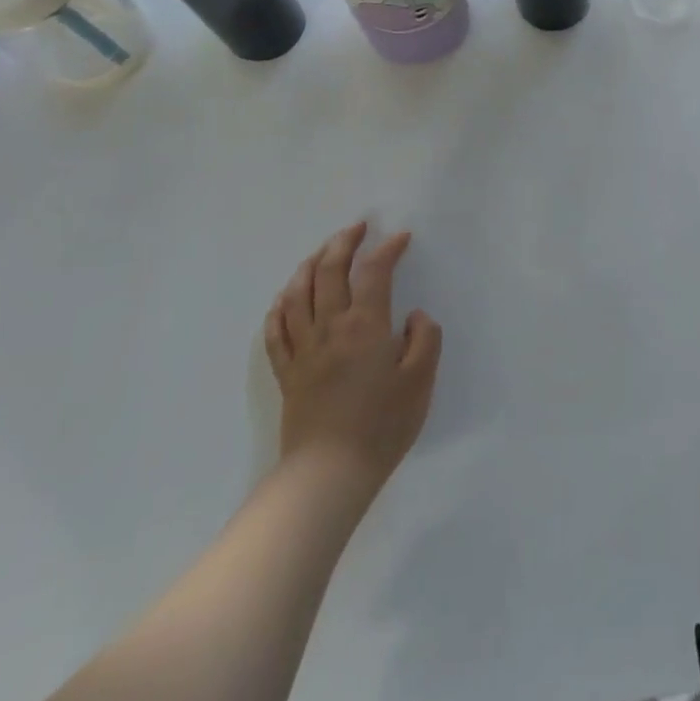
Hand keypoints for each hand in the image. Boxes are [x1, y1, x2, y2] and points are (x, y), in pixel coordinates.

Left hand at [263, 222, 441, 496]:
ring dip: (309, 264)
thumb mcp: (420, 381)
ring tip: (322, 252)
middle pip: (328, 271)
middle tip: (357, 228)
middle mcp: (329, 327)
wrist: (329, 473)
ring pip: (297, 293)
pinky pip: (276, 329)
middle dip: (342, 242)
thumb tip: (413, 316)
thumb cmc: (382, 425)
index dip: (387, 248)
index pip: (373, 271)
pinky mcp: (287, 372)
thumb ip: (424, 339)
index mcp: (365, 325)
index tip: (401, 237)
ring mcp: (303, 349)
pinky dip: (280, 305)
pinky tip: (286, 297)